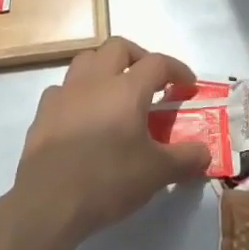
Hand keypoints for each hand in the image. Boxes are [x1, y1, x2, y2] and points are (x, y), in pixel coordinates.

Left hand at [14, 37, 213, 242]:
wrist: (49, 202)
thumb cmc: (108, 180)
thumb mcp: (157, 173)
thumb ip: (186, 159)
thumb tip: (205, 153)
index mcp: (126, 89)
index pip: (157, 63)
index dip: (177, 69)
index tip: (188, 85)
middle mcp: (95, 80)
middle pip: (118, 48)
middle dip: (139, 58)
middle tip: (151, 82)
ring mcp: (65, 93)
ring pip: (87, 60)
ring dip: (105, 68)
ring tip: (116, 93)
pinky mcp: (43, 111)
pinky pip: (64, 89)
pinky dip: (78, 94)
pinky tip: (83, 116)